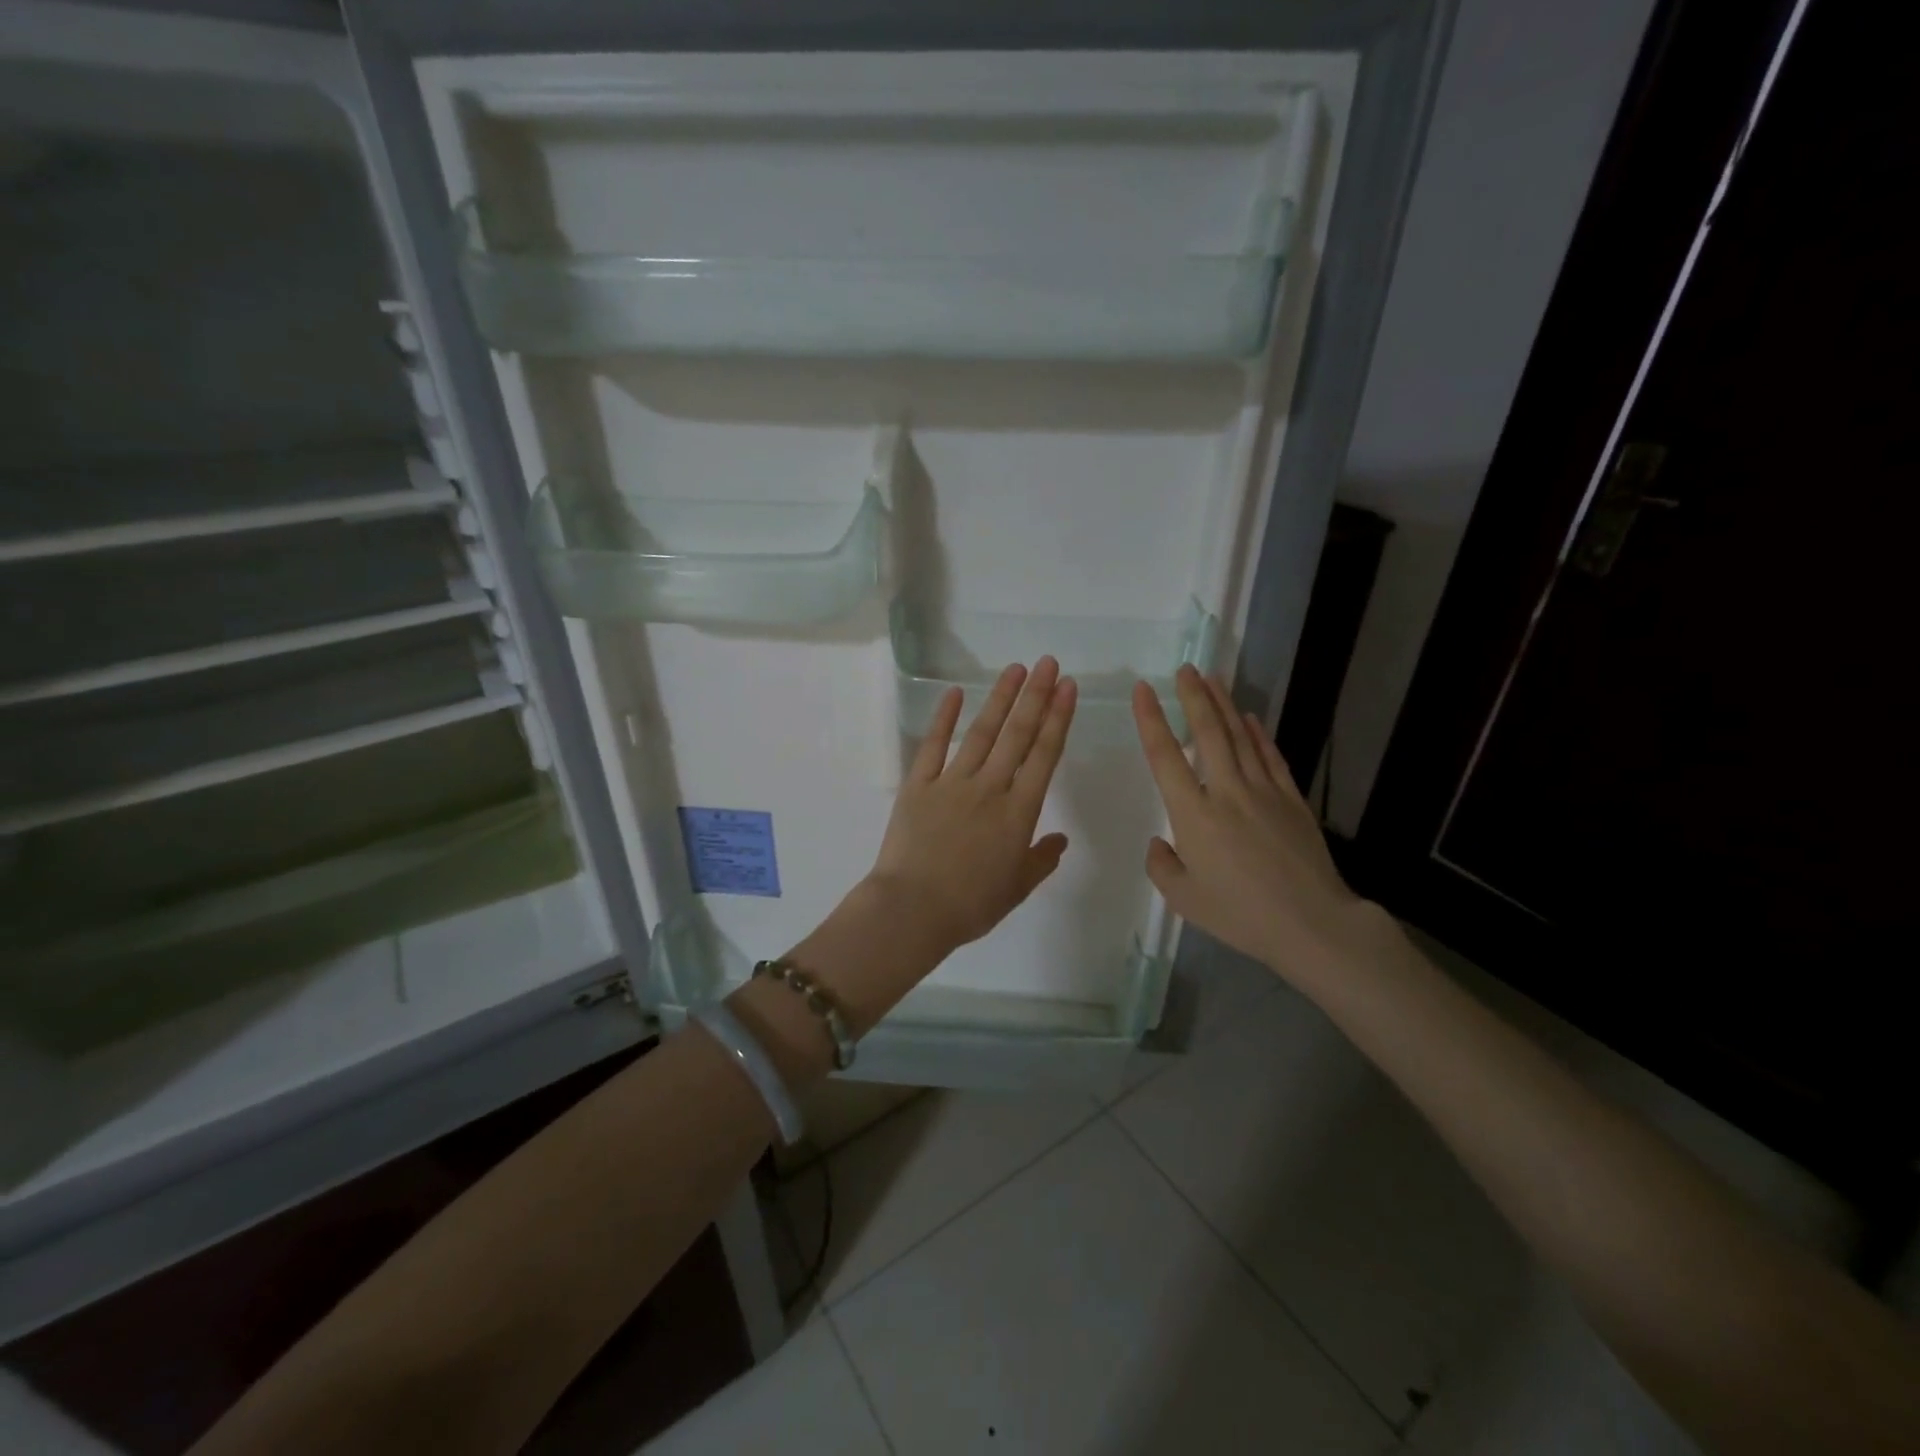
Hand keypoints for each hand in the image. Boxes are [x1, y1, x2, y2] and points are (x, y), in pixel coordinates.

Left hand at [867, 657, 1076, 954]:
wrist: (912, 910)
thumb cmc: (970, 905)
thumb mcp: (1016, 889)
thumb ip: (1041, 860)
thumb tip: (1060, 839)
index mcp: (1018, 813)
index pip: (1045, 756)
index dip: (1058, 719)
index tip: (1067, 688)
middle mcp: (990, 788)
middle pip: (1017, 734)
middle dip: (1035, 695)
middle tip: (1048, 663)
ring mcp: (952, 783)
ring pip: (981, 732)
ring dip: (1000, 698)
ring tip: (1015, 669)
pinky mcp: (918, 785)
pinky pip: (933, 746)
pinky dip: (943, 718)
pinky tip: (954, 693)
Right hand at [1133, 665, 1376, 985]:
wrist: (1311, 924)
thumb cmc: (1240, 914)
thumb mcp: (1183, 899)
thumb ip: (1161, 865)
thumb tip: (1160, 842)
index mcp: (1194, 815)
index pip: (1166, 756)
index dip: (1151, 720)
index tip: (1142, 689)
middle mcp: (1227, 792)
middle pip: (1208, 733)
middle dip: (1193, 697)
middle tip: (1184, 669)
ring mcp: (1264, 792)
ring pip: (1240, 737)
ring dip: (1224, 705)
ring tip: (1212, 679)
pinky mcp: (1292, 800)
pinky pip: (1272, 757)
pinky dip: (1259, 733)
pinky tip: (1251, 717)